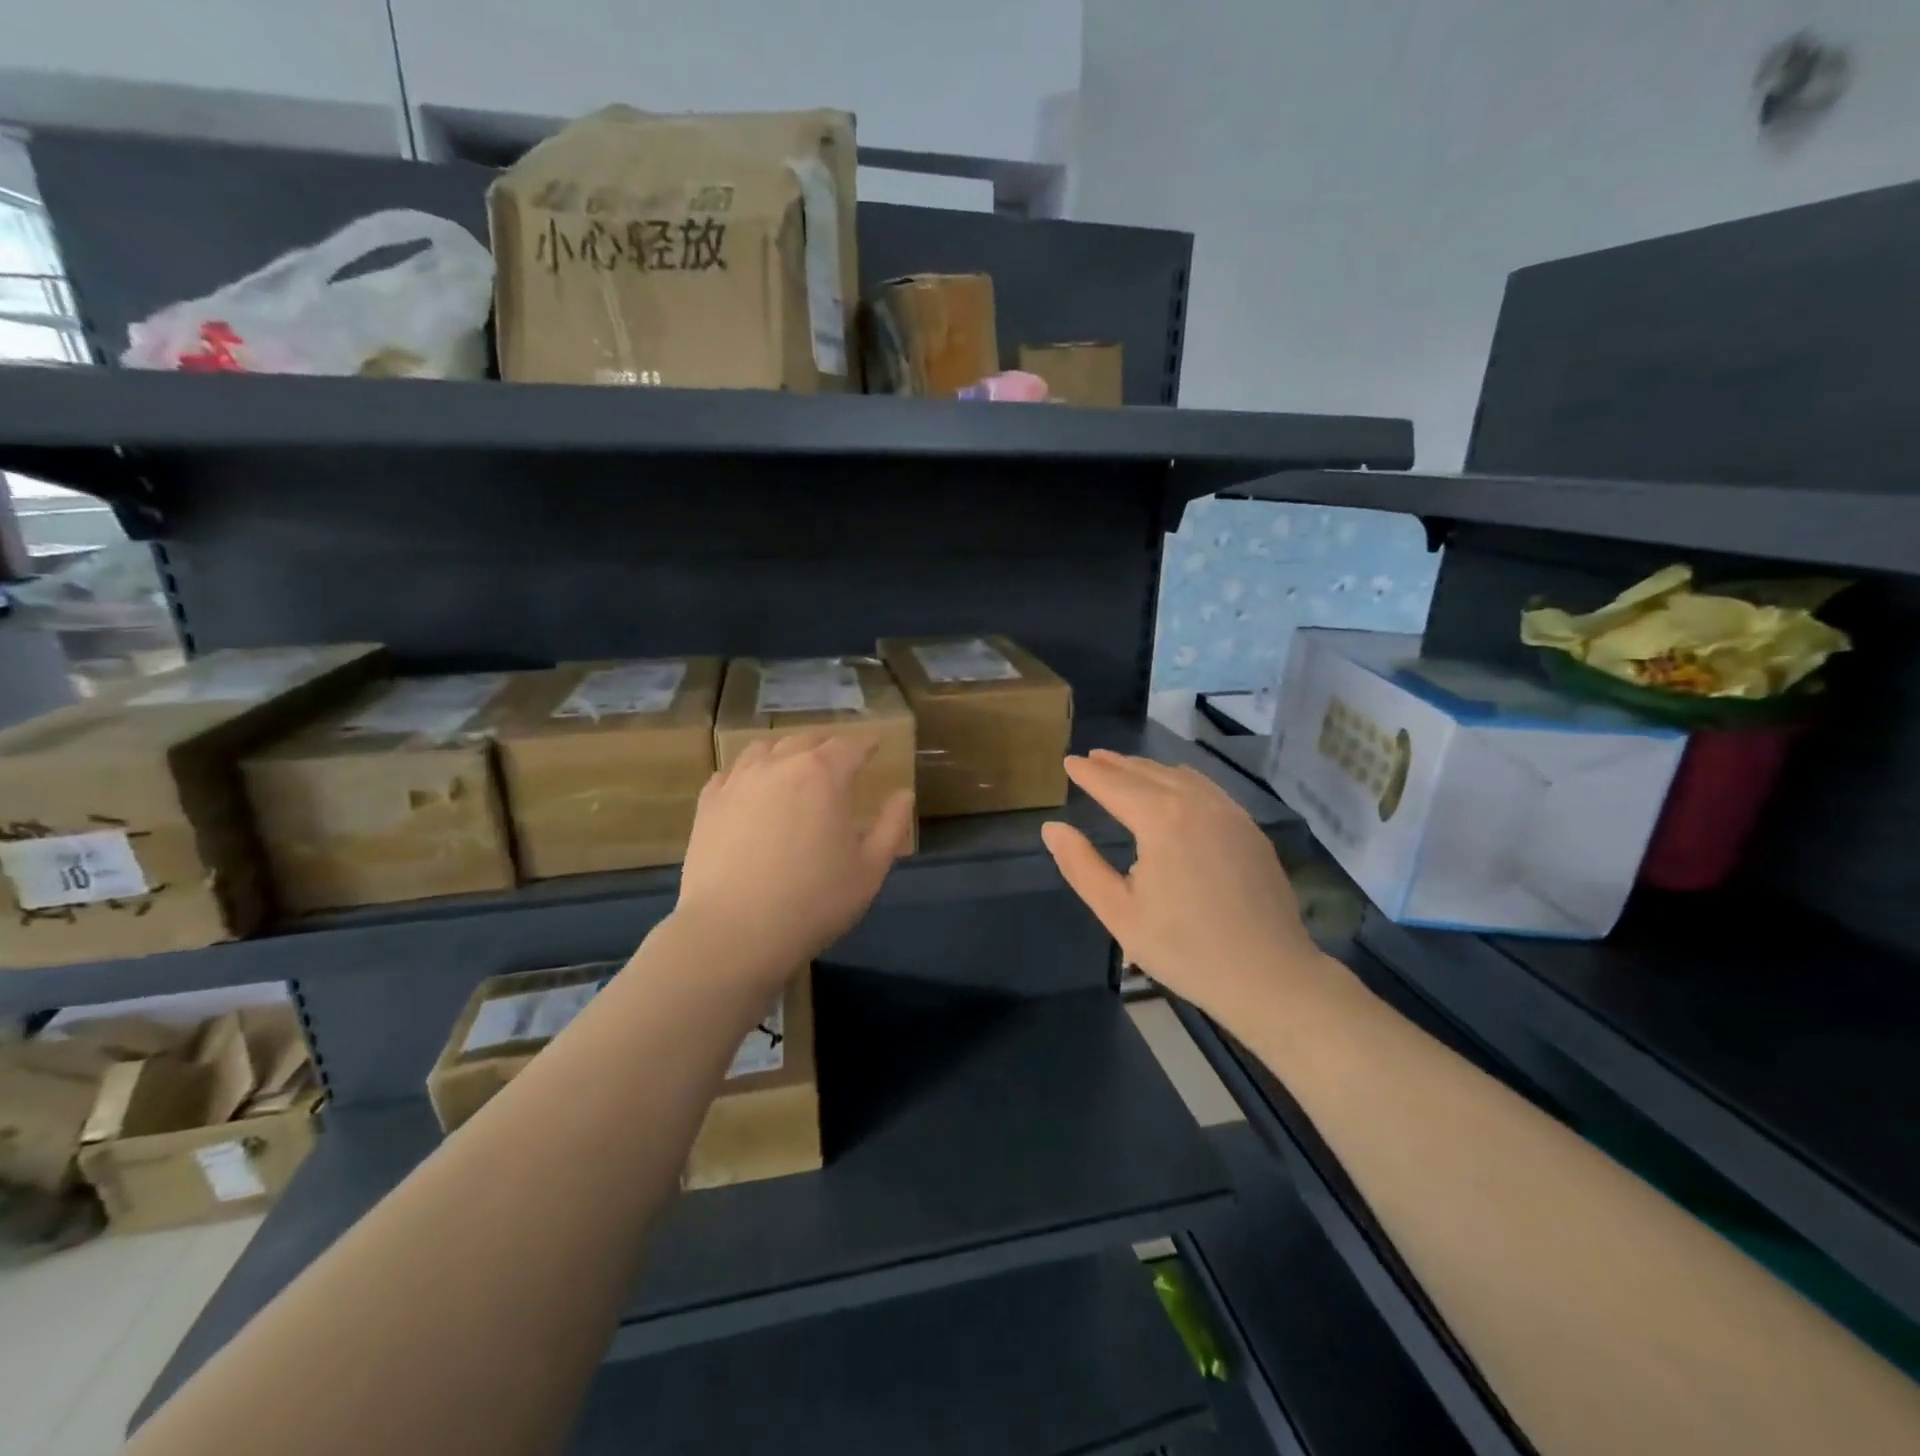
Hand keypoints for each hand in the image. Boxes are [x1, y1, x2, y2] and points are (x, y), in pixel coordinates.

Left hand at [674, 733, 913, 983]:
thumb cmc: (813, 901)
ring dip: (785, 751)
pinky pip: (730, 773)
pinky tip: (751, 787)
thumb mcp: (869, 869)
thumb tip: (903, 794)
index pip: (849, 746)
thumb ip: (891, 826)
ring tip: (793, 764)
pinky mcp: (708, 804)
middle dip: (827, 744)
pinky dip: (748, 772)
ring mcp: (738, 782)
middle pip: (806, 740)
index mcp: (824, 775)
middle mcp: (779, 765)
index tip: (875, 745)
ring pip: (764, 749)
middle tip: (838, 756)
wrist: (733, 931)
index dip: (866, 744)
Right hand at [1041, 751, 1319, 1025]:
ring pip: (1181, 777)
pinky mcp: (1250, 829)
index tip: (1069, 762)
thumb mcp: (1119, 913)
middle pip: (1148, 774)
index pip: (1115, 785)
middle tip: (1093, 757)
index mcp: (1161, 820)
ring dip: (1148, 770)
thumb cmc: (1185, 949)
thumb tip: (1052, 829)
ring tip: (1126, 768)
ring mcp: (1230, 813)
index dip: (1089, 773)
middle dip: (1117, 765)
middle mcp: (1197, 803)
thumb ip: (1081, 866)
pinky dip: (1181, 780)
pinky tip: (1175, 788)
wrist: (1269, 976)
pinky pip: (1208, 789)